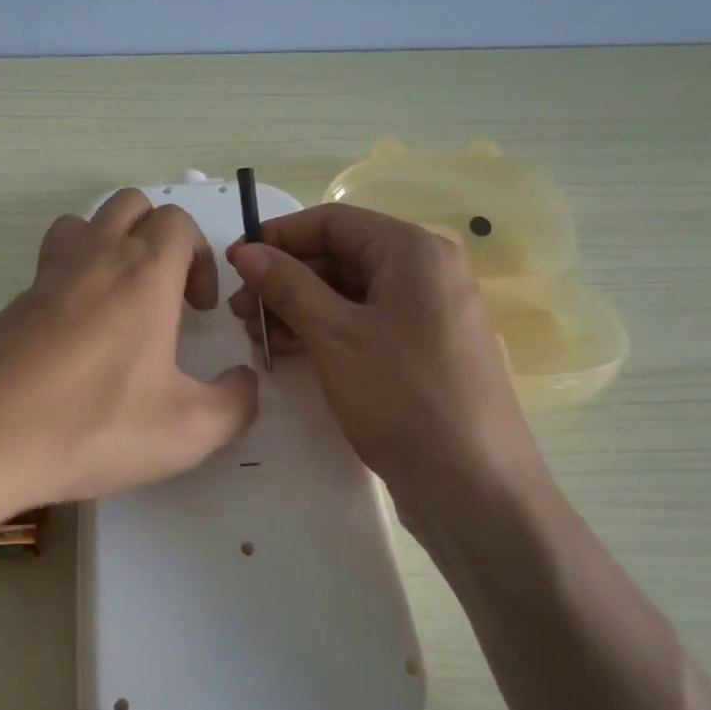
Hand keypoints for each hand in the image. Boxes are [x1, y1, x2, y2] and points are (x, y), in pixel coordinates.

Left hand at [0, 189, 259, 533]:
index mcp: (144, 274)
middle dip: (160, 237)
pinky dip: (74, 277)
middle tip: (165, 296)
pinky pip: (51, 263)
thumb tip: (246, 383)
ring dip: (111, 244)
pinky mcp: (12, 302)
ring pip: (84, 223)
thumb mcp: (187, 431)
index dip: (201, 256)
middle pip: (131, 205)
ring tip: (120, 301)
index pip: (178, 222)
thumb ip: (235, 403)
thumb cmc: (92, 425)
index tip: (198, 309)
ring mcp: (46, 276)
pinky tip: (76, 336)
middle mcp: (95, 258)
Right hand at [227, 204, 545, 531]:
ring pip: (350, 292)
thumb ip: (287, 285)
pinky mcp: (424, 350)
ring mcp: (428, 313)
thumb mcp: (335, 335)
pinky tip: (290, 351)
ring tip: (258, 336)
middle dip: (286, 278)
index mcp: (413, 251)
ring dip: (299, 308)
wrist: (475, 488)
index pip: (333, 221)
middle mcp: (426, 271)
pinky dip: (326, 331)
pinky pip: (366, 323)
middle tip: (241, 310)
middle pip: (341, 255)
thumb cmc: (402, 397)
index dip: (279, 236)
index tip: (236, 261)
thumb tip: (247, 250)